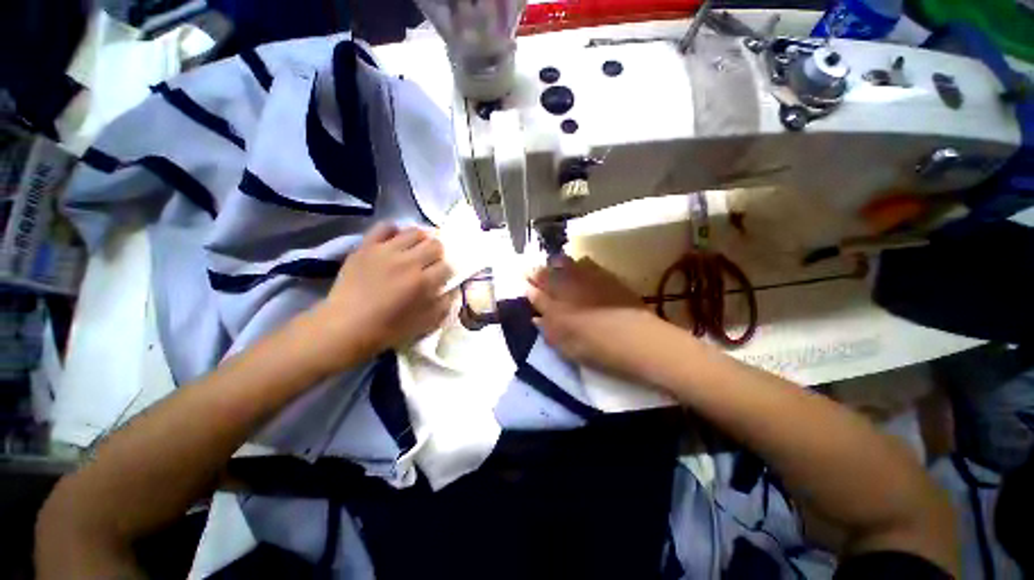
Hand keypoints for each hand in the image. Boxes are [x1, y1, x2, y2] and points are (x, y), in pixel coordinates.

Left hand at [309, 223, 452, 371]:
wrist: (344, 326)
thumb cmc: (387, 329)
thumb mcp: (424, 325)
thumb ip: (443, 306)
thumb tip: (451, 290)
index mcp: (423, 283)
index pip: (447, 266)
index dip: (446, 273)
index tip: (439, 279)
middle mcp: (408, 262)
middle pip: (435, 245)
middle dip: (437, 254)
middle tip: (429, 264)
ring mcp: (386, 251)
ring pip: (415, 232)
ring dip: (420, 241)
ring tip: (414, 250)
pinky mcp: (367, 246)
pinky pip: (385, 226)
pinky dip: (394, 231)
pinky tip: (395, 241)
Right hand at [527, 256, 666, 377]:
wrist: (636, 339)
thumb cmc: (598, 349)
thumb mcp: (567, 347)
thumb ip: (548, 330)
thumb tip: (535, 318)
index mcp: (554, 309)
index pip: (535, 295)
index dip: (529, 289)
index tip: (525, 285)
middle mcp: (566, 290)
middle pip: (546, 275)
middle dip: (537, 272)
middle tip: (532, 272)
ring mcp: (585, 280)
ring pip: (563, 264)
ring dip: (554, 264)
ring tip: (552, 265)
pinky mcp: (603, 275)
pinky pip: (585, 263)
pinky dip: (576, 263)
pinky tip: (577, 265)